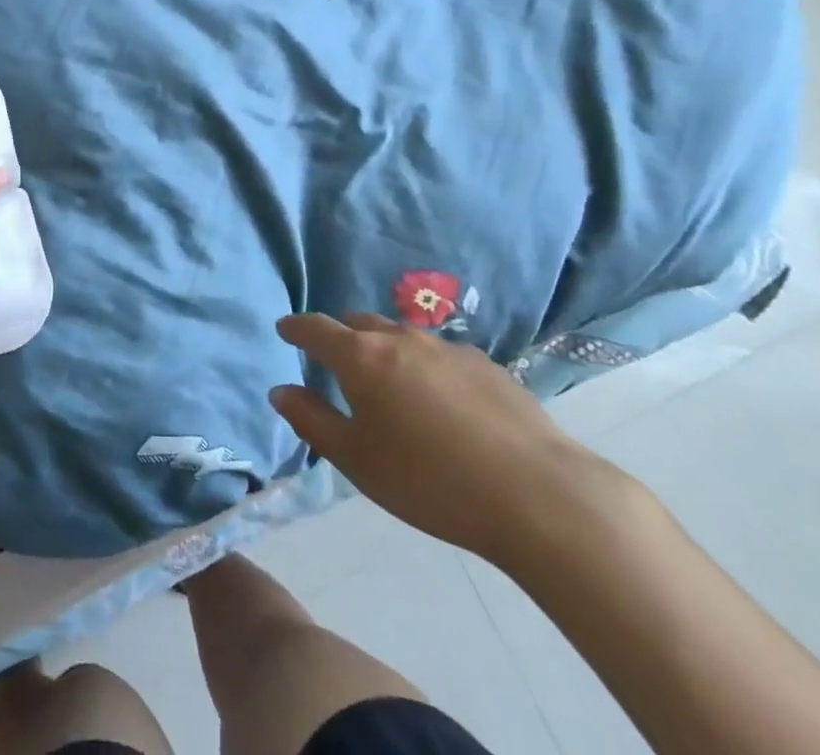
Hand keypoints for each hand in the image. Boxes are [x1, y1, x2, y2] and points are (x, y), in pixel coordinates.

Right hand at [269, 313, 613, 566]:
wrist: (537, 495)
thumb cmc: (429, 481)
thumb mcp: (356, 460)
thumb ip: (312, 420)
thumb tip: (282, 391)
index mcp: (361, 357)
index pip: (316, 328)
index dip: (296, 327)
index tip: (285, 330)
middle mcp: (400, 338)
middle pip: (359, 323)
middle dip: (341, 335)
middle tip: (335, 360)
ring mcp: (446, 347)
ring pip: (401, 336)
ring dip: (384, 349)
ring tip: (389, 382)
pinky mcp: (486, 364)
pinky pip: (439, 354)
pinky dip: (424, 366)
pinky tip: (441, 402)